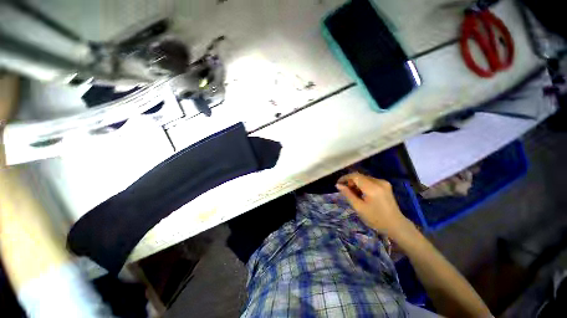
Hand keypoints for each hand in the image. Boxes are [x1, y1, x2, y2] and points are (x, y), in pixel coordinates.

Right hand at [336, 172, 412, 237]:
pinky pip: (370, 181)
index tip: (338, 184)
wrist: (396, 225)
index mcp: (372, 188)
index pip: (355, 176)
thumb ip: (348, 194)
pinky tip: (361, 194)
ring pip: (364, 178)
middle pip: (359, 176)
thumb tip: (338, 185)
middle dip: (350, 181)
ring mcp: (383, 183)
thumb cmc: (376, 219)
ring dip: (356, 183)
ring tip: (353, 194)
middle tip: (345, 191)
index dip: (345, 178)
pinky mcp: (385, 185)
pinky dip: (363, 185)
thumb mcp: (359, 208)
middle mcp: (378, 182)